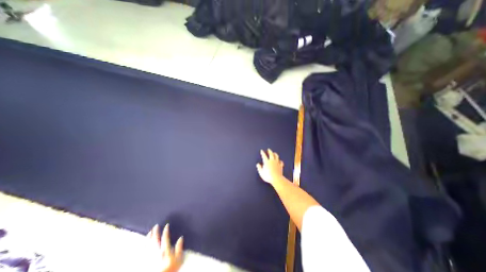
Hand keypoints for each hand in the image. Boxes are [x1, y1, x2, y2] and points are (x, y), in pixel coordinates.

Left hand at [147, 224, 183, 270]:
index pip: (165, 237)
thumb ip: (179, 248)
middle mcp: (156, 252)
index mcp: (165, 250)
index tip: (166, 225)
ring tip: (149, 232)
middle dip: (155, 232)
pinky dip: (143, 246)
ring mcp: (149, 258)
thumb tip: (181, 238)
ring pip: (147, 245)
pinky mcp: (144, 263)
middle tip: (156, 225)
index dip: (166, 230)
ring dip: (148, 237)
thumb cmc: (171, 270)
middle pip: (155, 240)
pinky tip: (143, 244)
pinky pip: (143, 252)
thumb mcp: (179, 259)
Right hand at [254, 149, 285, 184]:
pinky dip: (280, 161)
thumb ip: (259, 168)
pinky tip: (279, 161)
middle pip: (271, 154)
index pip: (264, 156)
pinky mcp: (280, 166)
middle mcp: (272, 161)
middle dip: (269, 151)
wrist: (276, 179)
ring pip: (276, 156)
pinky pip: (281, 162)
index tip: (261, 151)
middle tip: (268, 149)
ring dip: (275, 154)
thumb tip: (258, 164)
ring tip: (274, 153)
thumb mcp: (261, 172)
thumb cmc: (268, 176)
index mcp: (266, 162)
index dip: (262, 153)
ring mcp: (277, 163)